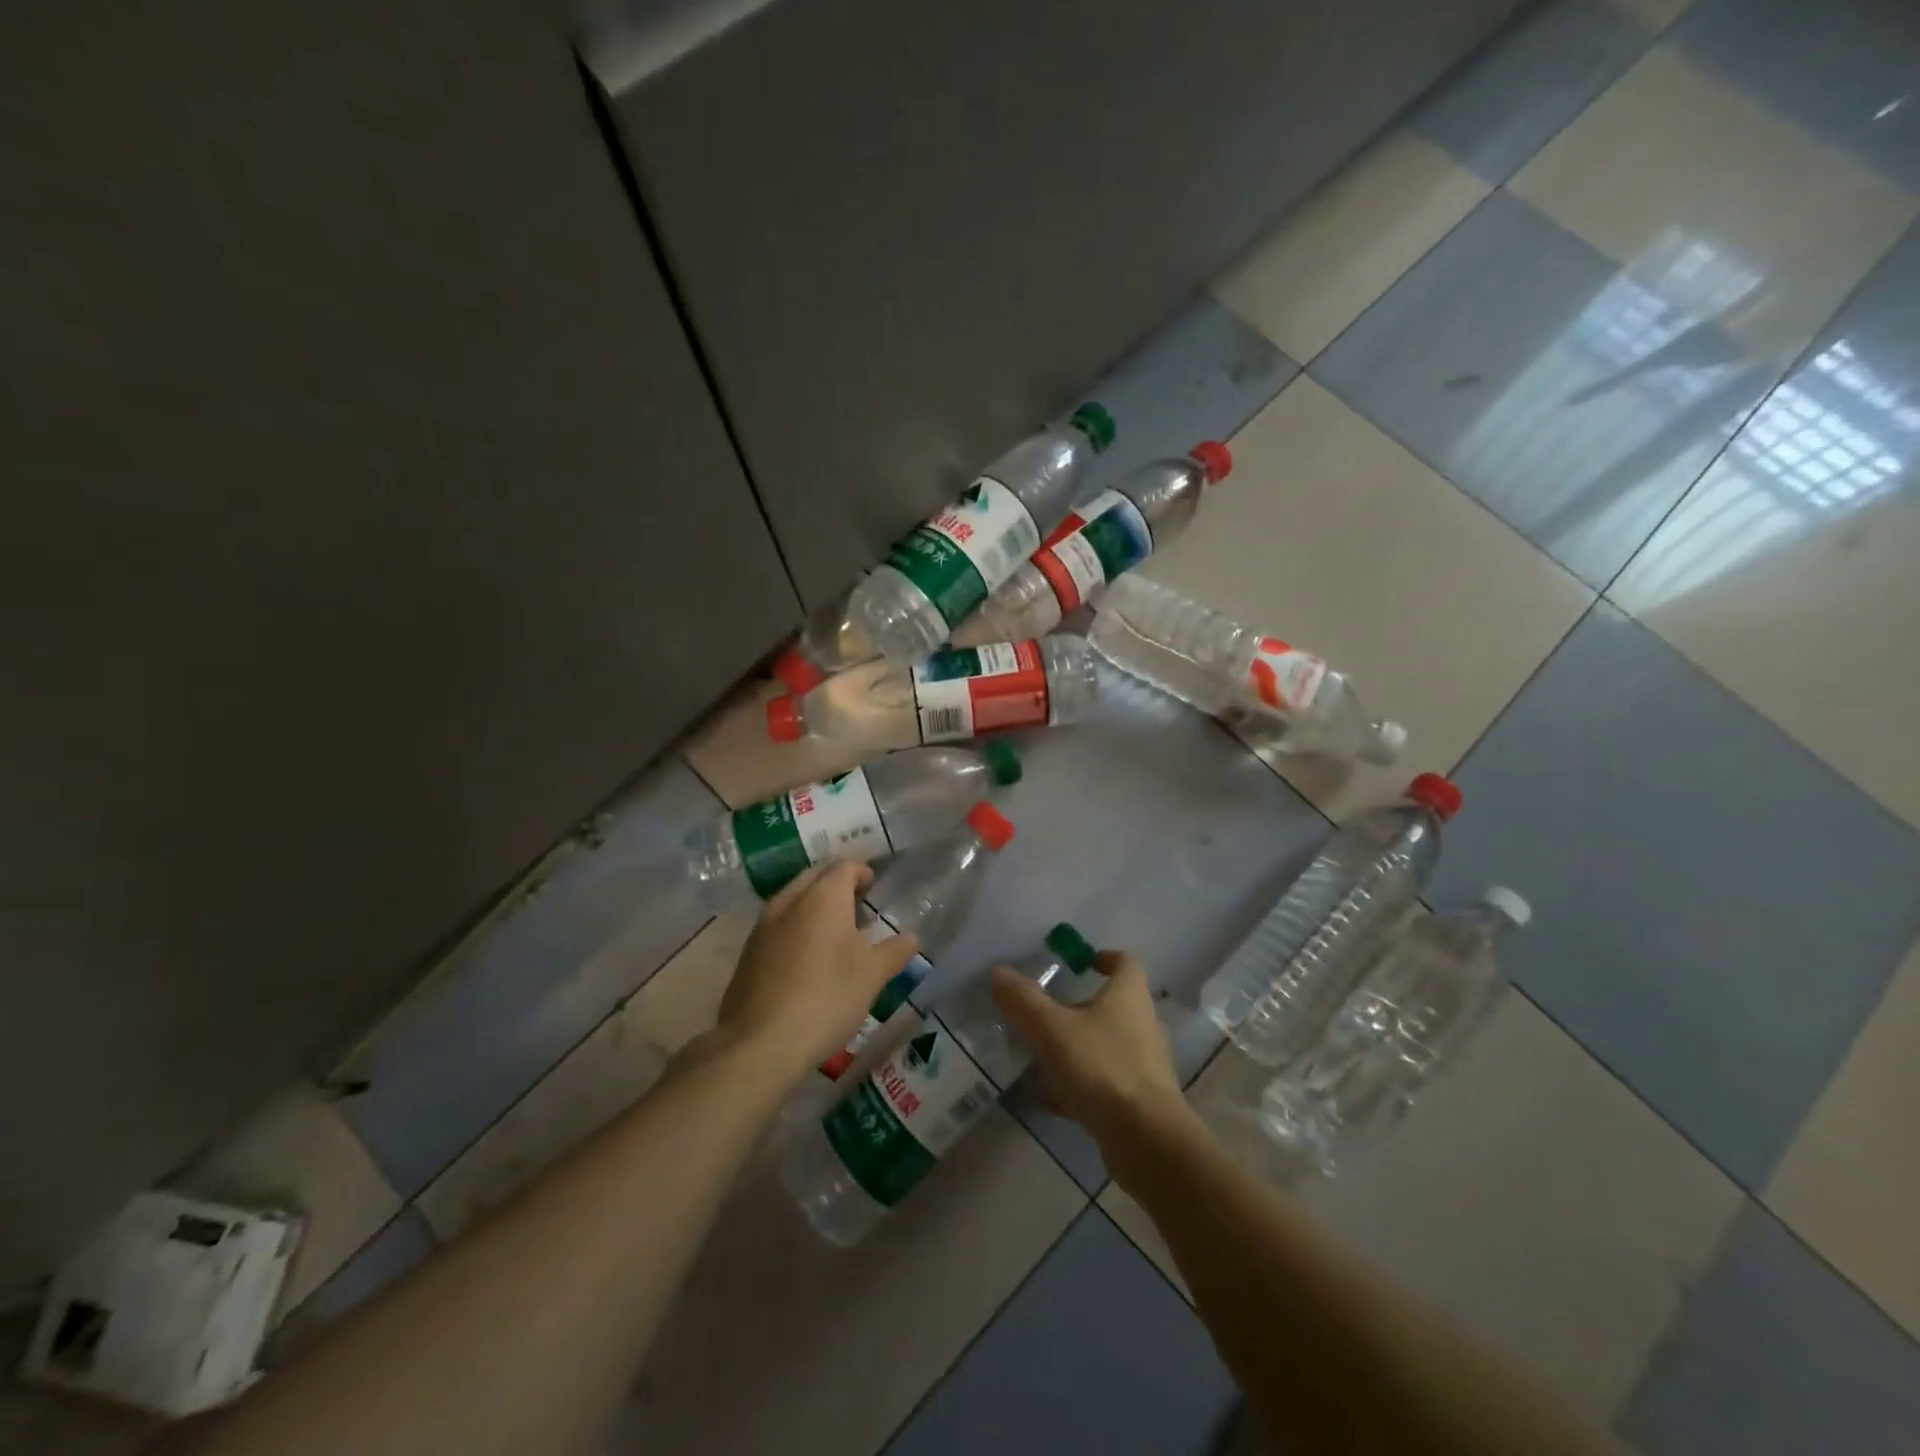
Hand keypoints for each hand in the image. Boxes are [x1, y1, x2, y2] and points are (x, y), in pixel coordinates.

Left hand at [716, 861, 920, 1084]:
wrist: (760, 1043)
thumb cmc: (826, 998)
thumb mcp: (872, 976)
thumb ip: (895, 951)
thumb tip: (912, 937)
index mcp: (823, 896)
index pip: (846, 866)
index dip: (864, 873)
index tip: (876, 892)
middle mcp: (790, 900)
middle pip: (816, 877)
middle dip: (838, 885)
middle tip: (859, 908)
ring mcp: (763, 925)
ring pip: (794, 899)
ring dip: (815, 906)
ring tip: (836, 934)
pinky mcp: (748, 952)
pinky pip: (778, 924)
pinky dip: (796, 928)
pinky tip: (808, 959)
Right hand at [989, 949, 1193, 1151]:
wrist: (1146, 1139)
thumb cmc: (1102, 1068)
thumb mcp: (1052, 1029)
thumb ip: (1024, 1000)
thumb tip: (998, 972)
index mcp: (1129, 996)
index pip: (1125, 962)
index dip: (1104, 957)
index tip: (1079, 963)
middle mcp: (1143, 1024)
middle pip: (1113, 1004)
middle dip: (1080, 1006)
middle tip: (1046, 1011)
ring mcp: (1144, 1064)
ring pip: (1107, 1044)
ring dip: (1078, 1045)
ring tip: (1042, 1053)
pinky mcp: (1140, 1100)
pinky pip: (1105, 1081)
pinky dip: (1081, 1083)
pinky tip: (1051, 1097)